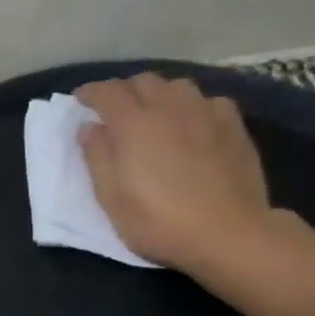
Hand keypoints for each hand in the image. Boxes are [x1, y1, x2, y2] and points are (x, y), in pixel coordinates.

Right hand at [75, 73, 275, 273]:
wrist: (228, 234)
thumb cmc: (158, 221)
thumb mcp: (111, 198)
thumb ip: (97, 157)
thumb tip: (90, 128)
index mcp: (134, 123)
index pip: (107, 92)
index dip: (90, 93)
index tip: (80, 101)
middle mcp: (169, 107)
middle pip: (143, 81)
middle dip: (124, 91)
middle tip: (114, 111)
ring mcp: (206, 113)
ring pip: (177, 86)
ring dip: (158, 94)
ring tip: (154, 114)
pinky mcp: (234, 126)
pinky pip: (209, 101)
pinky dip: (192, 106)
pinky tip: (193, 125)